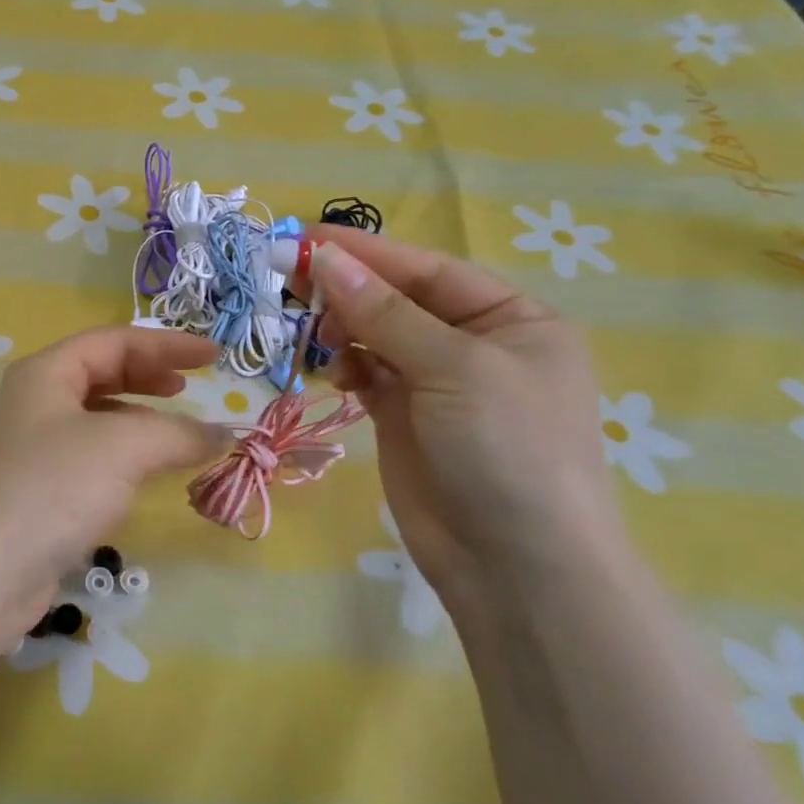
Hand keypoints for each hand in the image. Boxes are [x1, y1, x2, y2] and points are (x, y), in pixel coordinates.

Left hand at [0, 328, 227, 678]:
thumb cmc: (54, 487)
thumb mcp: (124, 447)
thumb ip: (178, 433)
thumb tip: (222, 434)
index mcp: (46, 373)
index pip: (114, 341)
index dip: (167, 344)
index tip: (213, 357)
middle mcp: (36, 401)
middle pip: (102, 373)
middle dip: (149, 376)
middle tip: (190, 387)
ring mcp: (34, 446)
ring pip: (97, 417)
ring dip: (141, 418)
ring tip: (178, 432)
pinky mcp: (40, 488)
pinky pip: (92, 455)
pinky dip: (126, 455)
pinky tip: (147, 472)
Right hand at [307, 233, 624, 608]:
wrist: (515, 566)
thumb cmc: (506, 448)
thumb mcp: (454, 368)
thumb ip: (385, 312)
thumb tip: (325, 257)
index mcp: (512, 320)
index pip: (428, 270)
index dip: (367, 252)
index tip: (305, 237)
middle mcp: (475, 345)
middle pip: (398, 299)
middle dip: (348, 288)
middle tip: (288, 277)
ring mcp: (437, 383)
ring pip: (375, 335)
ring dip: (341, 327)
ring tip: (312, 333)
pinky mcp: (404, 417)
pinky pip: (366, 373)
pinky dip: (345, 365)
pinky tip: (332, 372)